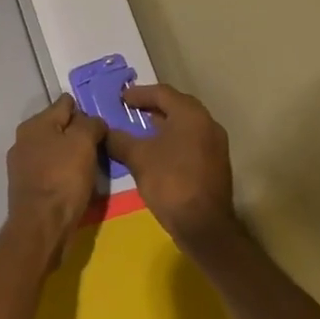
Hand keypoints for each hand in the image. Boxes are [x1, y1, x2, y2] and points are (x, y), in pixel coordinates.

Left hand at [6, 95, 106, 264]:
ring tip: (92, 164)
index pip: (65, 104)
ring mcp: (22, 164)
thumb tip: (93, 121)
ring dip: (71, 154)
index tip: (102, 123)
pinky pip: (50, 170)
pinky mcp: (26, 186)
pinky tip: (76, 182)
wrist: (41, 226)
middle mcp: (24, 139)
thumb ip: (90, 124)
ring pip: (54, 149)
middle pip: (58, 127)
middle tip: (100, 145)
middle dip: (78, 133)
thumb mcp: (83, 142)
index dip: (85, 110)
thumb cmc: (63, 179)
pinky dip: (63, 172)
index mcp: (35, 124)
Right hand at [106, 85, 239, 254]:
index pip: (162, 92)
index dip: (139, 93)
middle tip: (130, 109)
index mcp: (190, 114)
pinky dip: (173, 139)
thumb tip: (104, 132)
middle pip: (176, 106)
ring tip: (140, 129)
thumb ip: (119, 140)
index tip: (121, 98)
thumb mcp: (138, 158)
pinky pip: (191, 140)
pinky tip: (157, 151)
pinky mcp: (215, 163)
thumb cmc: (170, 182)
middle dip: (152, 106)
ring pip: (185, 124)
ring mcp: (215, 144)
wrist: (204, 226)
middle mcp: (207, 123)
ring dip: (163, 123)